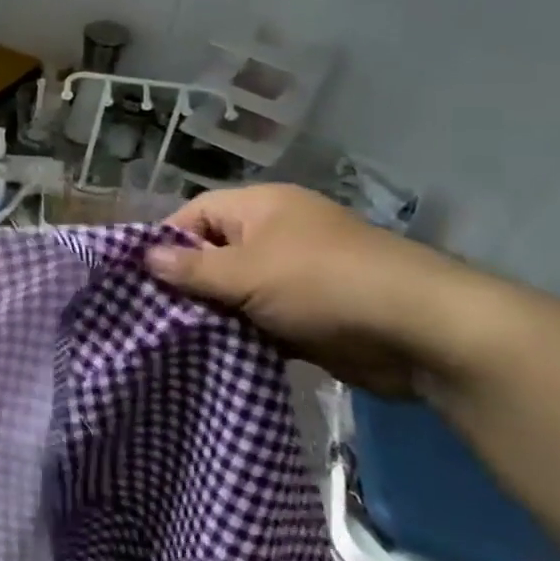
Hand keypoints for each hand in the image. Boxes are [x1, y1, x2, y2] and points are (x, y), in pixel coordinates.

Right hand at [144, 184, 467, 392]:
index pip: (195, 214)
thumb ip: (192, 268)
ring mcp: (293, 275)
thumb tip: (145, 257)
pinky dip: (238, 333)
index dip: (166, 241)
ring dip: (211, 312)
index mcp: (261, 208)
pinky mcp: (307, 314)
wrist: (421, 332)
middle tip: (150, 313)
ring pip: (234, 290)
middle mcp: (274, 235)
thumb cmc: (322, 284)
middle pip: (212, 253)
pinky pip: (258, 318)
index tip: (138, 277)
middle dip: (185, 282)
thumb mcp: (247, 273)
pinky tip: (211, 352)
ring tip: (171, 337)